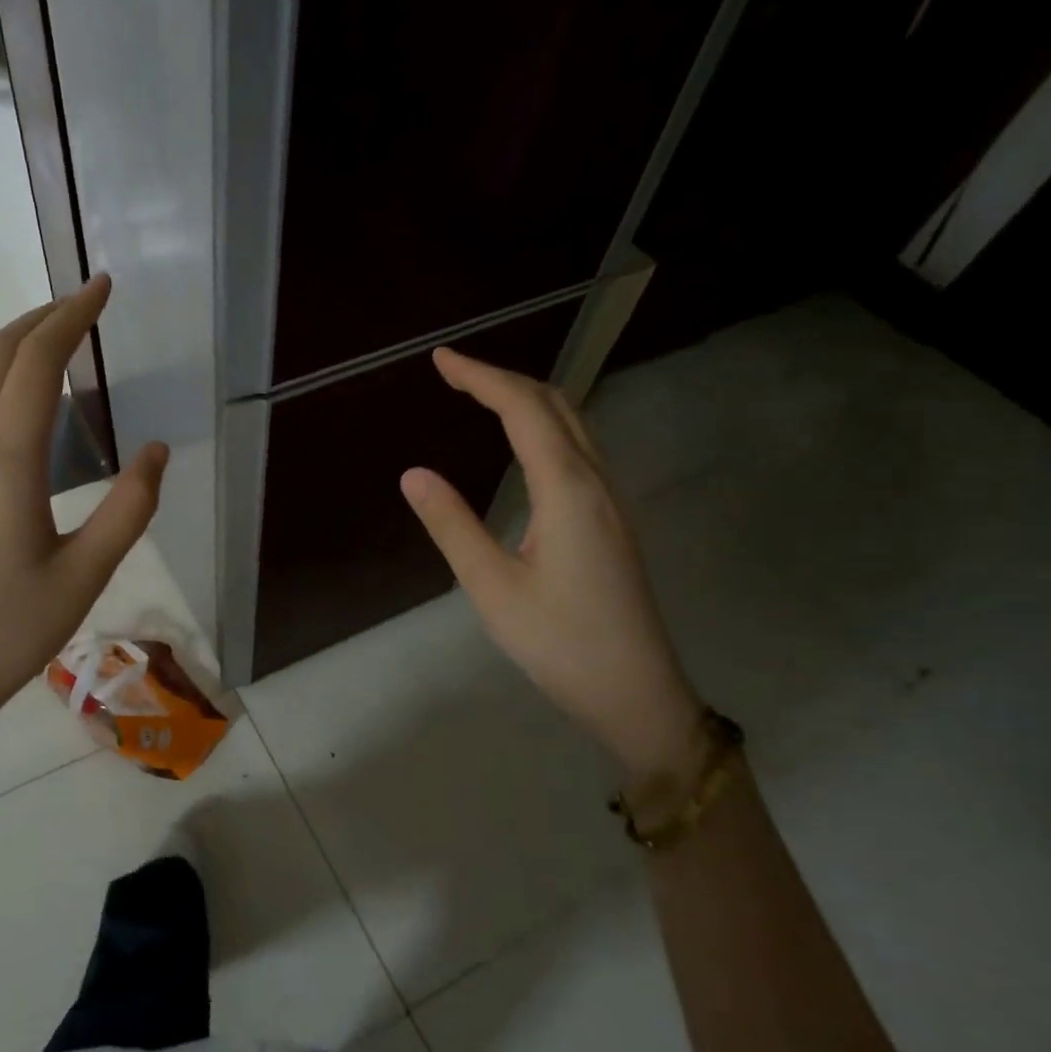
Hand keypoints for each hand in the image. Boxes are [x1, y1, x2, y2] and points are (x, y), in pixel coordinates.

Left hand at [0, 275, 167, 767]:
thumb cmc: (9, 631)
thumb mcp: (85, 574)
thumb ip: (128, 509)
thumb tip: (157, 452)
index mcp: (6, 462)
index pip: (37, 363)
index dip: (71, 316)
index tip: (102, 286)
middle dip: (39, 319)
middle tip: (81, 302)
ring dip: (12, 349)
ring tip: (53, 342)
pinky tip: (18, 408)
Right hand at [400, 347, 702, 779]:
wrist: (637, 692)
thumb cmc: (560, 644)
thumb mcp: (493, 589)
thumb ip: (453, 526)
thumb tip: (413, 473)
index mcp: (567, 490)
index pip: (523, 410)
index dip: (481, 377)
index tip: (440, 360)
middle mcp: (596, 481)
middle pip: (555, 404)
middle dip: (503, 377)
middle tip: (453, 372)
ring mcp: (611, 500)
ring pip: (573, 424)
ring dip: (527, 398)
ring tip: (480, 396)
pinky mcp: (612, 519)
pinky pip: (578, 449)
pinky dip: (543, 426)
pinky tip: (523, 444)